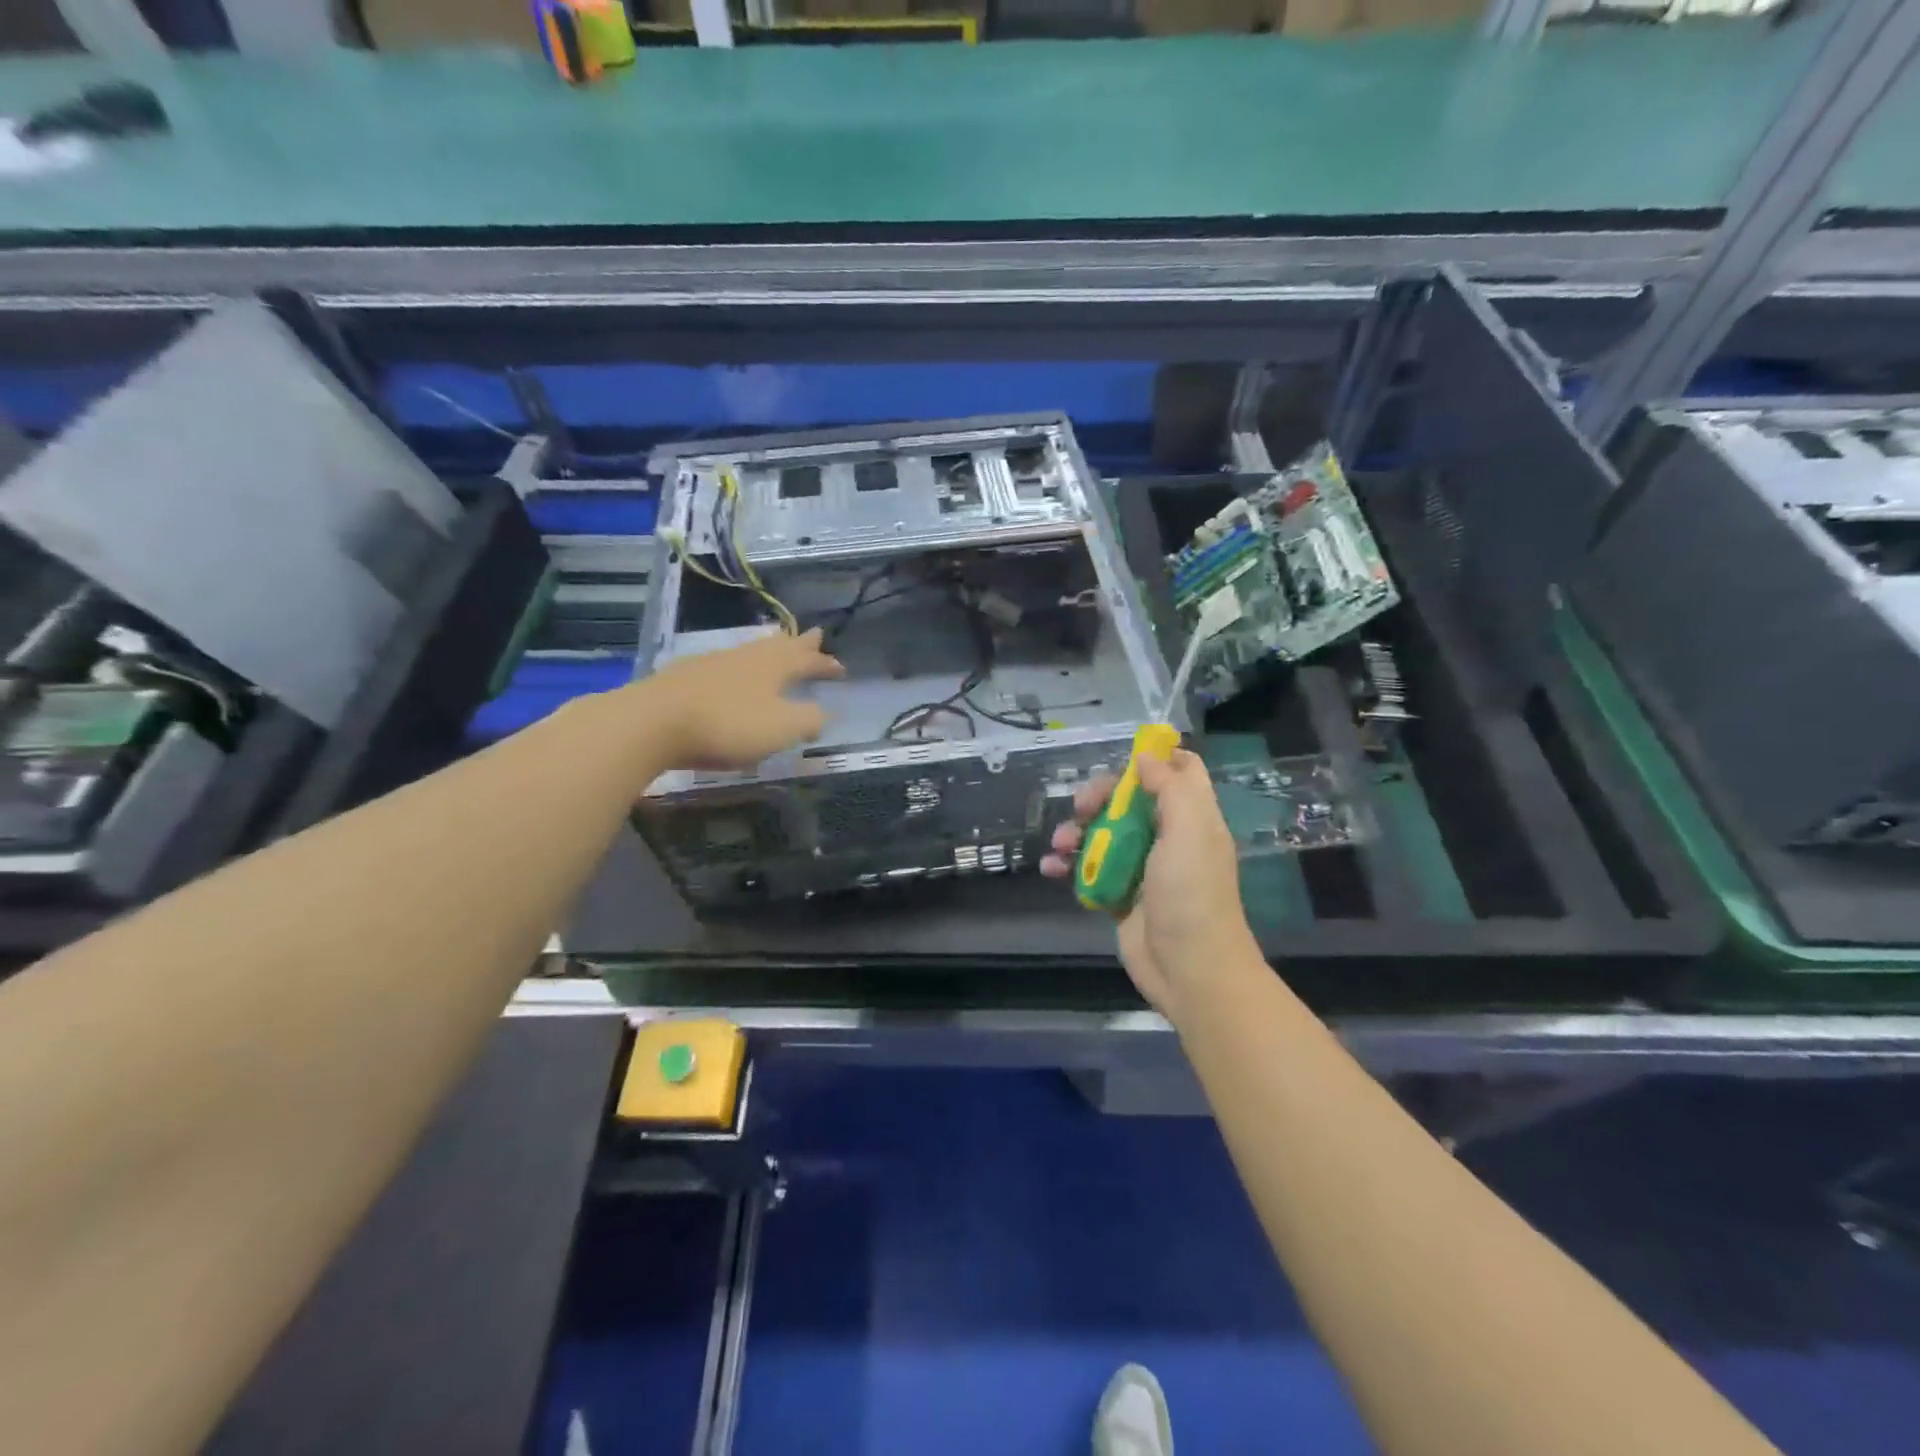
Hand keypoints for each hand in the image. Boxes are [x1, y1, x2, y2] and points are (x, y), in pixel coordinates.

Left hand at [642, 627, 844, 770]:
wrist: (653, 722)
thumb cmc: (727, 724)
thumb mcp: (781, 728)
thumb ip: (809, 720)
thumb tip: (826, 713)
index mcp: (773, 667)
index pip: (807, 661)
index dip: (825, 664)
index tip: (840, 668)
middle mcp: (746, 657)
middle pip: (779, 646)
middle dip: (800, 644)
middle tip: (815, 636)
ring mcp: (713, 663)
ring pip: (750, 651)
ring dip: (769, 650)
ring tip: (777, 646)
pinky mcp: (686, 677)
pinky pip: (725, 664)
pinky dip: (740, 666)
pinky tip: (731, 672)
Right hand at [1040, 748, 1259, 1023]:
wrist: (1190, 970)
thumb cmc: (1191, 895)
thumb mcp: (1190, 830)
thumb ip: (1170, 787)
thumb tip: (1147, 756)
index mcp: (1192, 817)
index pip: (1180, 771)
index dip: (1153, 759)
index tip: (1122, 759)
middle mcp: (1168, 837)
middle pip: (1130, 799)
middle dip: (1100, 797)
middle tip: (1081, 807)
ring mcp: (1142, 867)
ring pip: (1104, 833)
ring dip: (1076, 832)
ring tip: (1060, 845)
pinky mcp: (1120, 895)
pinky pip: (1089, 870)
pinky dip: (1068, 866)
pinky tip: (1052, 870)